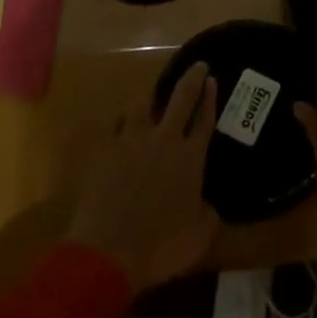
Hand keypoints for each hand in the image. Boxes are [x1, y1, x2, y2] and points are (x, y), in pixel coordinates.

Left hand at [67, 62, 221, 291]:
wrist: (108, 251)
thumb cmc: (160, 246)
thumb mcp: (199, 237)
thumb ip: (208, 215)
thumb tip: (209, 207)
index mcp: (190, 157)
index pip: (204, 119)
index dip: (210, 98)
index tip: (211, 79)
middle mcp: (164, 140)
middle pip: (181, 98)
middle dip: (191, 79)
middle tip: (197, 65)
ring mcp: (131, 141)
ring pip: (142, 105)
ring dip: (150, 98)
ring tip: (152, 97)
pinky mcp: (104, 151)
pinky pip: (115, 127)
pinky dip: (122, 124)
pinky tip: (121, 126)